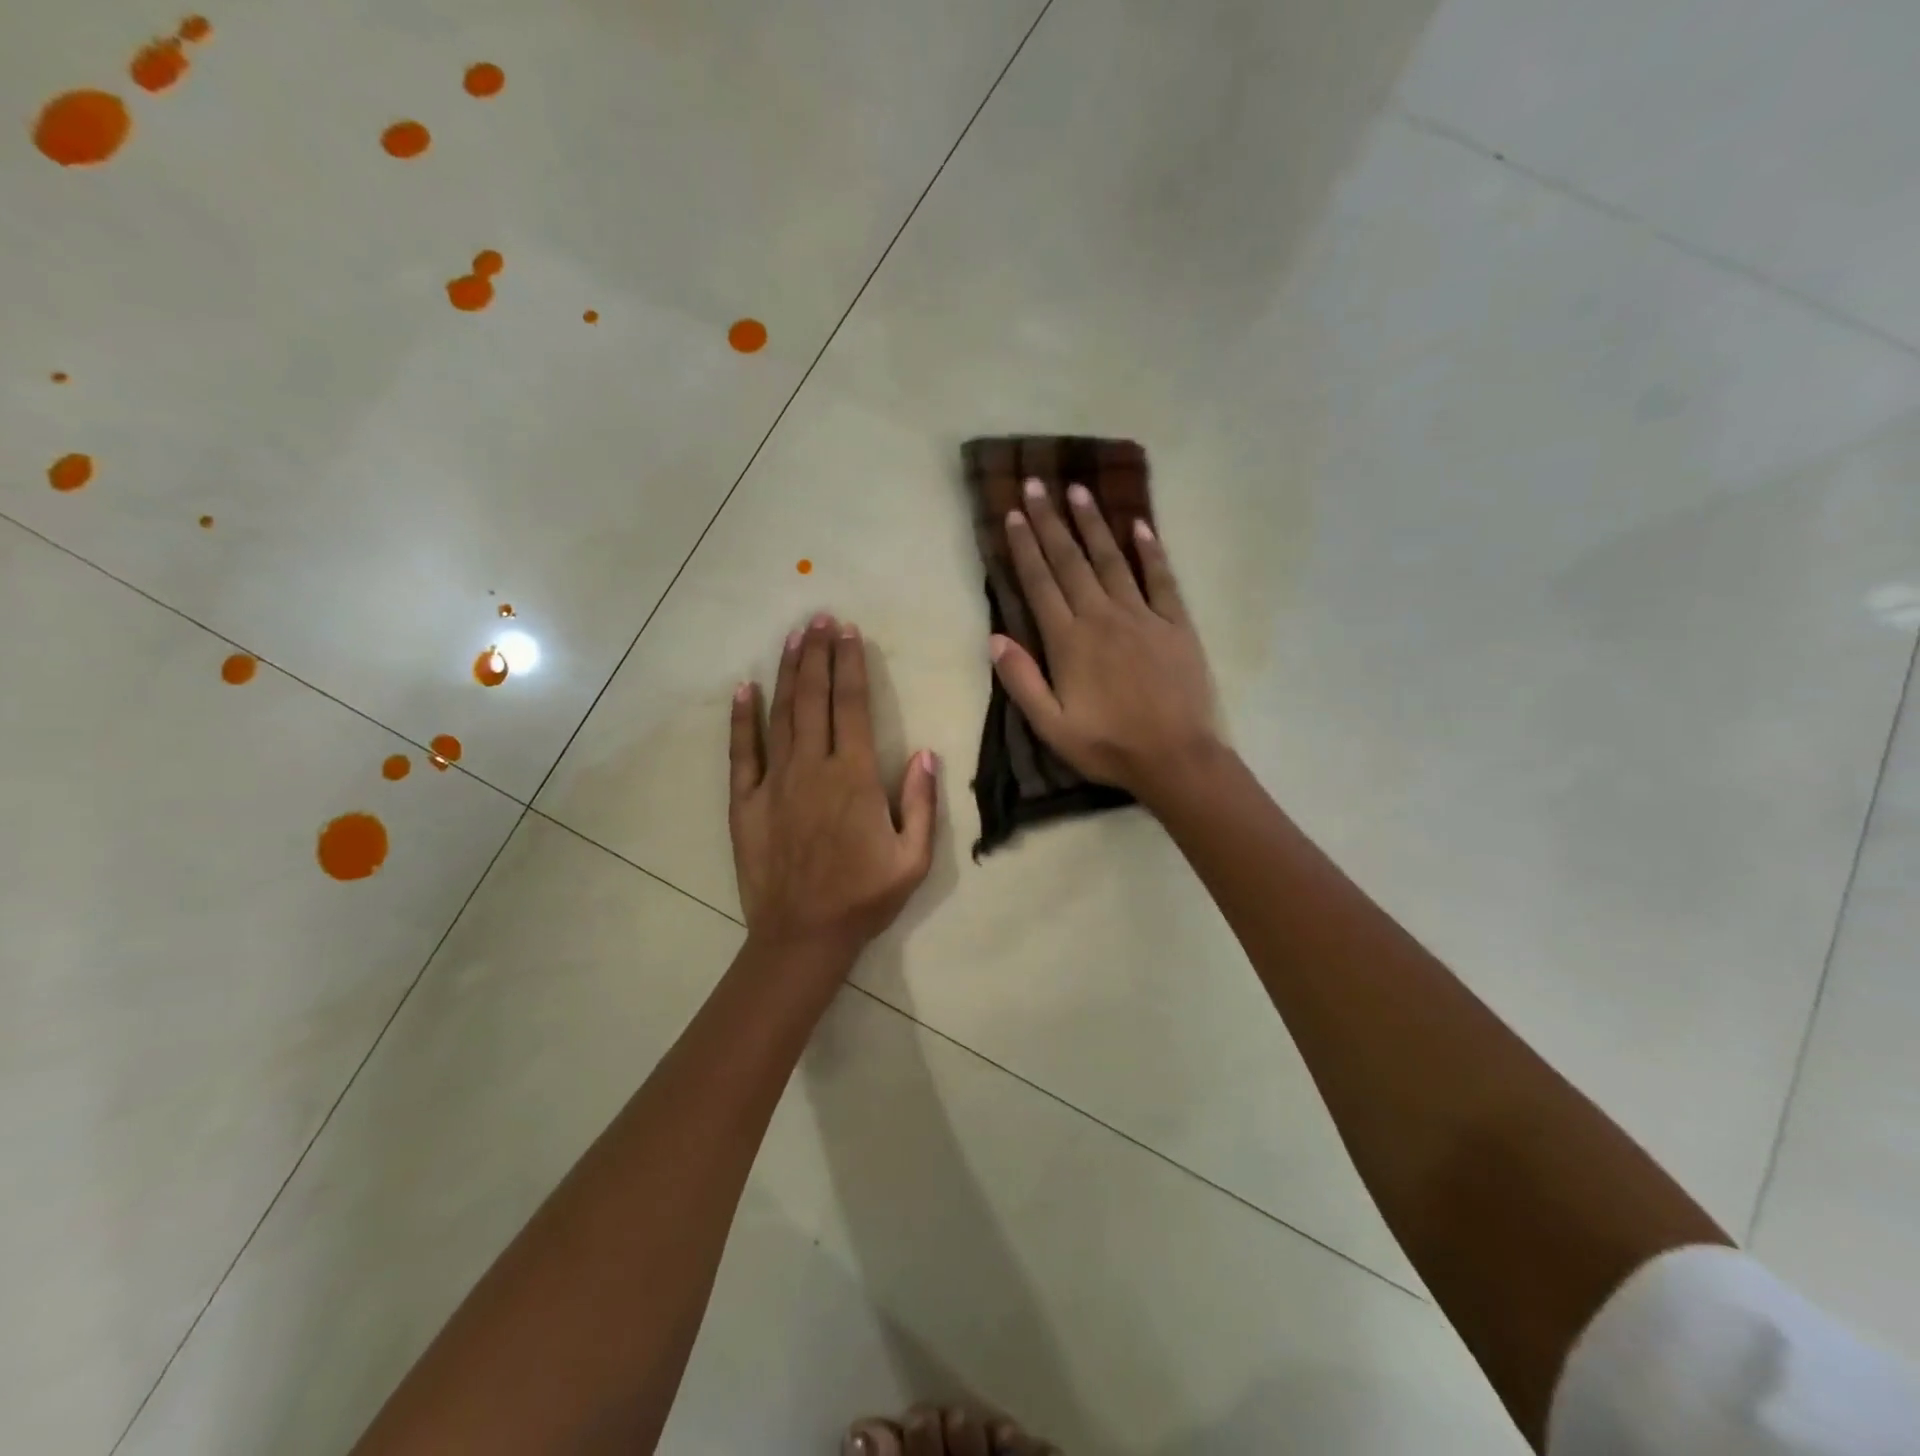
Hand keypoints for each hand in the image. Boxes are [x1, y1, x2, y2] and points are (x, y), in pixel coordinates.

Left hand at [729, 614, 938, 965]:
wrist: (803, 936)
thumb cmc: (864, 897)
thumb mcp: (913, 858)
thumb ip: (921, 802)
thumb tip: (924, 753)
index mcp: (853, 777)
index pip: (851, 706)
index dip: (850, 665)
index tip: (849, 633)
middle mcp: (811, 768)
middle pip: (814, 699)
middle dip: (817, 655)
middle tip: (820, 619)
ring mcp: (774, 783)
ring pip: (780, 715)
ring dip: (788, 674)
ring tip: (792, 638)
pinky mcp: (746, 802)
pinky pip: (741, 752)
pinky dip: (741, 718)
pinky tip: (743, 688)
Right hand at [990, 479, 1220, 807]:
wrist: (1175, 757)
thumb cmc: (1108, 746)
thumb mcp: (1051, 725)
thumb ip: (1022, 680)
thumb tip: (995, 637)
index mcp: (1069, 641)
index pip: (1040, 584)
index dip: (1025, 548)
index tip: (1014, 514)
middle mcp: (1102, 617)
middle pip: (1071, 561)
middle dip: (1051, 522)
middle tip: (1036, 484)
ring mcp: (1142, 616)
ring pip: (1112, 560)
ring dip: (1093, 524)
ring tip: (1078, 491)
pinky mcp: (1176, 623)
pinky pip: (1161, 578)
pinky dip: (1150, 550)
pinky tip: (1140, 524)